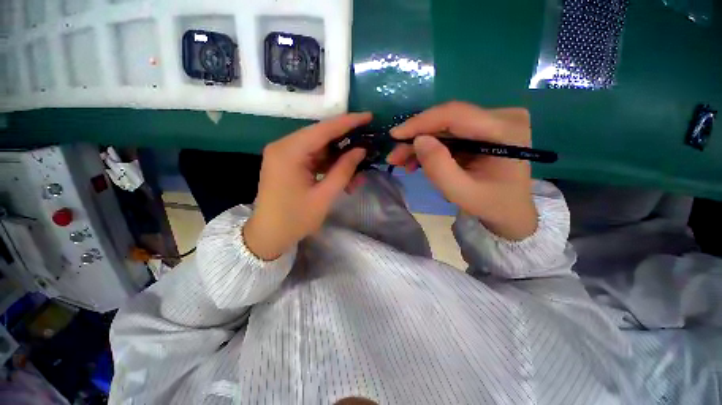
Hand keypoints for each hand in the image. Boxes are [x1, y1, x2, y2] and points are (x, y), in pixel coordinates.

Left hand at [244, 113, 370, 259]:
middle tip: (368, 148)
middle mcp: (284, 147)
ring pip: (320, 149)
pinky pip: (314, 159)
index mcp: (289, 152)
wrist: (268, 236)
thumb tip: (361, 150)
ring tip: (358, 174)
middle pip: (321, 137)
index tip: (369, 117)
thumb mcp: (324, 196)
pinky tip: (344, 178)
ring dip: (340, 160)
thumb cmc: (295, 219)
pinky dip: (330, 166)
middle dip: (346, 144)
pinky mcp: (288, 163)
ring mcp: (285, 155)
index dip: (348, 122)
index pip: (323, 129)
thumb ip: (343, 171)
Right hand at [387, 102, 537, 239]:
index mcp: (506, 130)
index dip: (421, 122)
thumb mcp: (462, 193)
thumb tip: (418, 140)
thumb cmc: (490, 204)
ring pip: (444, 127)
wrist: (509, 211)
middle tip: (395, 155)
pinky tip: (417, 161)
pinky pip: (448, 133)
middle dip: (416, 137)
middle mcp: (502, 117)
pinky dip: (430, 146)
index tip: (395, 135)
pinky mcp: (482, 129)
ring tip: (402, 161)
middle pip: (447, 120)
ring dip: (420, 143)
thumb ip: (439, 168)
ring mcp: (492, 121)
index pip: (456, 115)